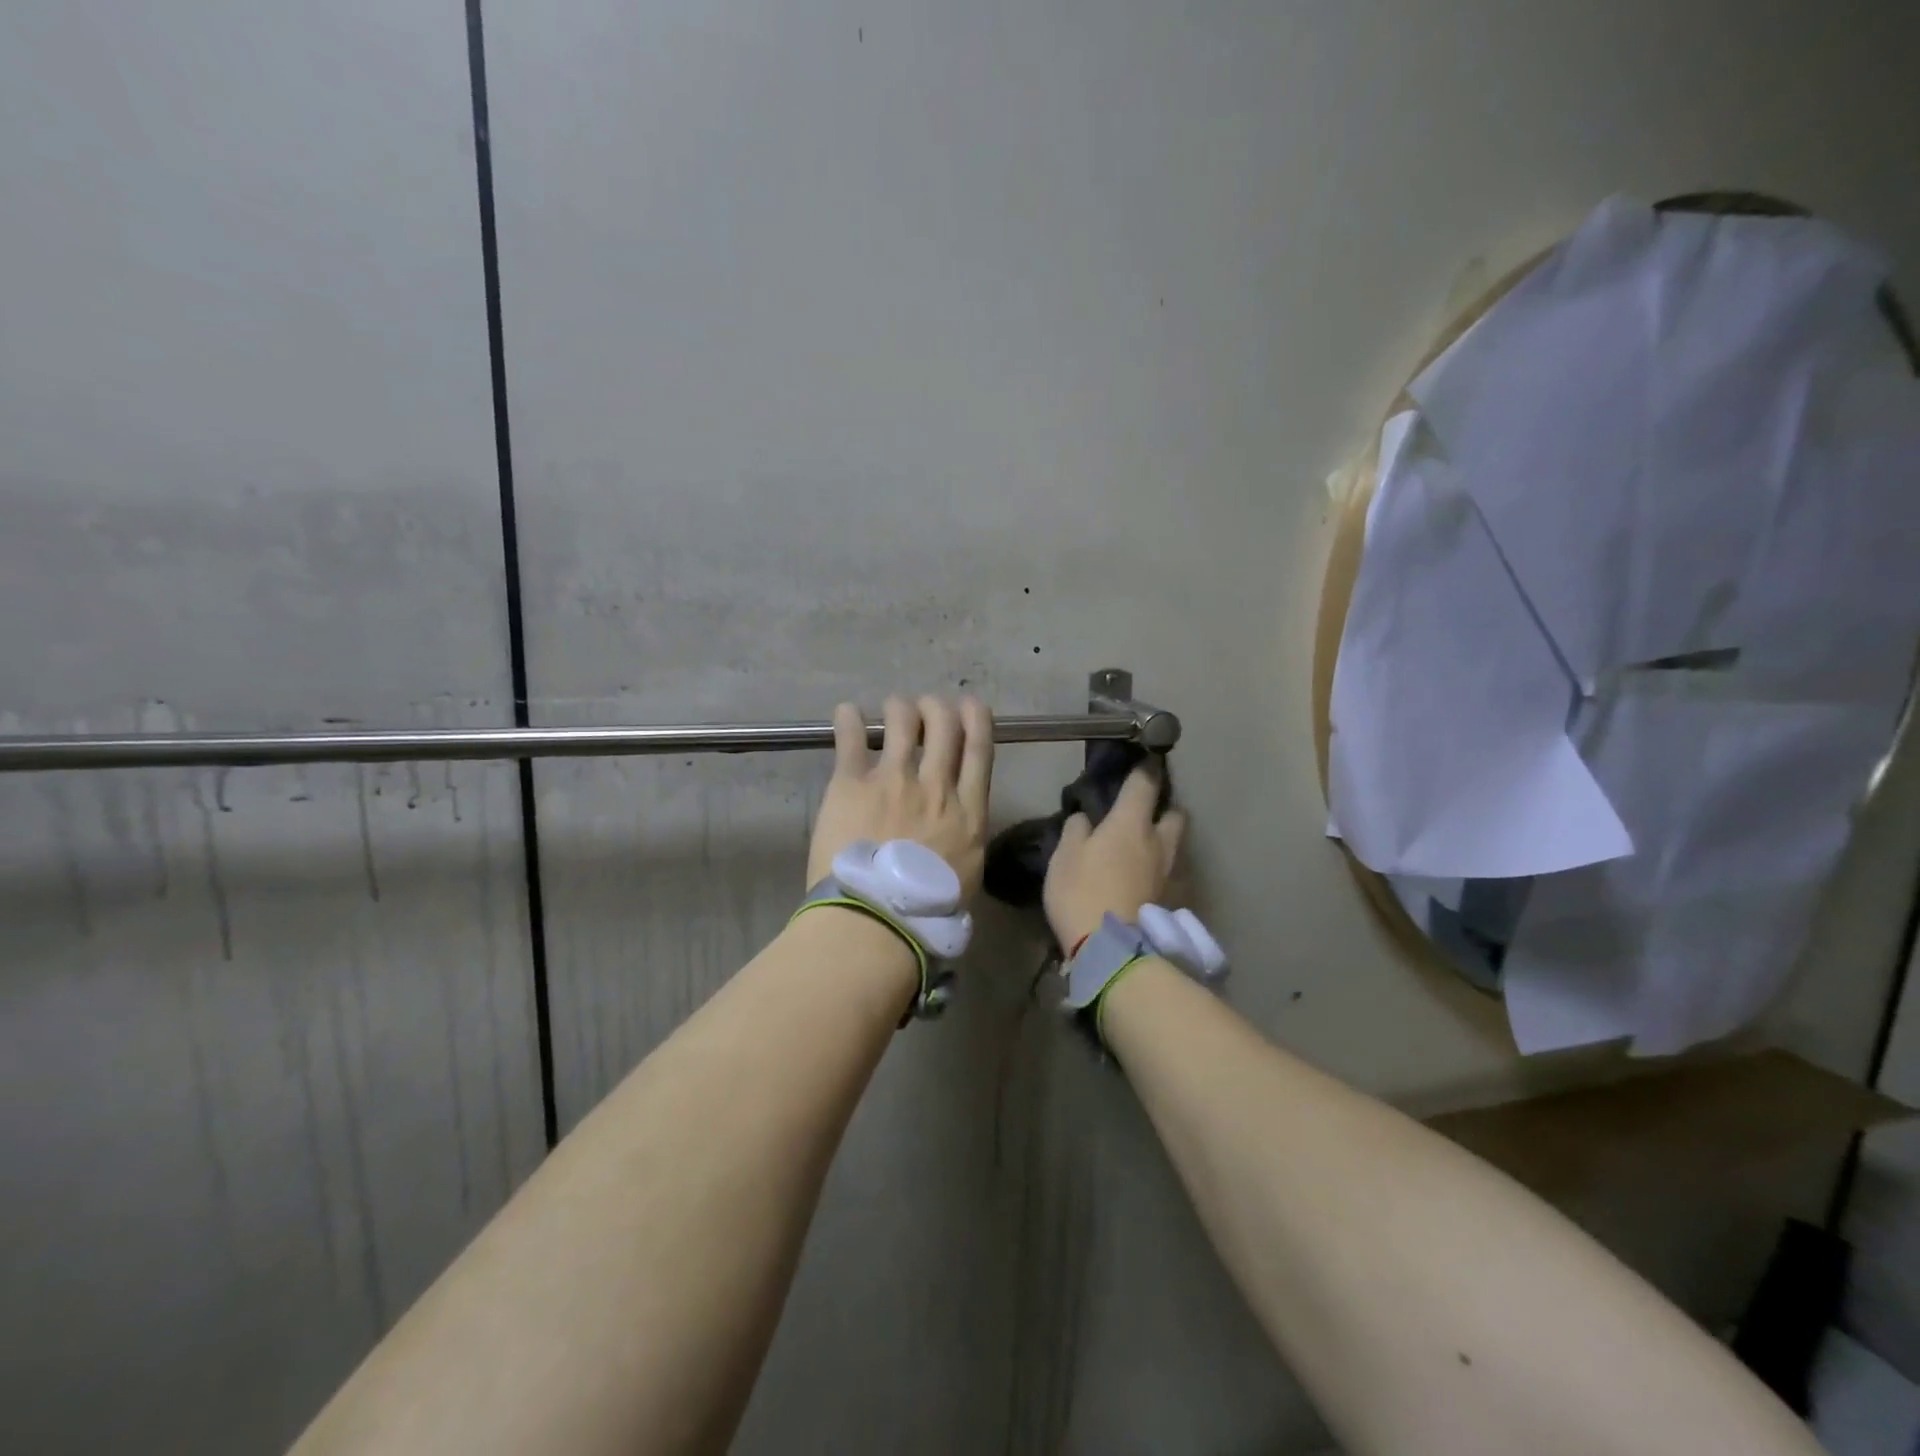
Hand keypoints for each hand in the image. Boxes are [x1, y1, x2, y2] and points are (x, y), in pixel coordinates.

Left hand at [808, 695, 995, 895]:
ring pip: (902, 722)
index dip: (976, 720)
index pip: (979, 751)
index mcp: (968, 814)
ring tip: (892, 708)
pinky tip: (846, 712)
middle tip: (926, 708)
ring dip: (899, 708)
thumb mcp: (966, 879)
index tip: (969, 706)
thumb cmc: (926, 914)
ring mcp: (893, 781)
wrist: (876, 921)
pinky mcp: (851, 785)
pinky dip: (848, 720)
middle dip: (937, 708)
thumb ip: (965, 846)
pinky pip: (851, 739)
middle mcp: (935, 787)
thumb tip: (959, 838)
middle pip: (943, 726)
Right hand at [1043, 765, 1185, 949]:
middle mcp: (1159, 841)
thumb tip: (1086, 818)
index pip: (1144, 783)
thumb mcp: (1064, 856)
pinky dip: (1162, 870)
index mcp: (1131, 823)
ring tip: (1144, 849)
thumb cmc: (1082, 892)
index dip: (1144, 768)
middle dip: (1162, 808)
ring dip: (1164, 840)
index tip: (1142, 760)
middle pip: (1174, 813)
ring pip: (1176, 845)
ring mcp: (1171, 872)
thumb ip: (1077, 830)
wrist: (1112, 949)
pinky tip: (1145, 880)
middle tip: (1143, 814)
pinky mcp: (1174, 900)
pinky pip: (1171, 873)